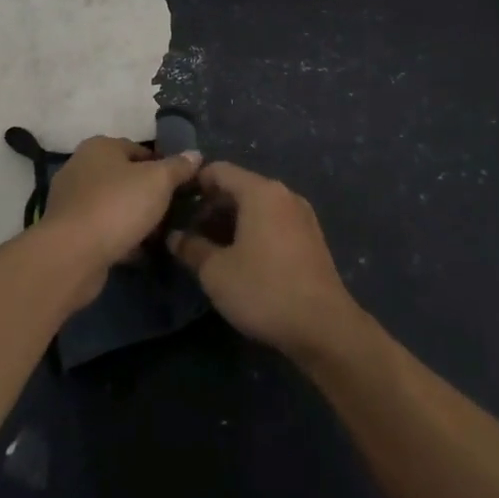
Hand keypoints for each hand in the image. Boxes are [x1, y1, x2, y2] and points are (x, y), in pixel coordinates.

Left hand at [41, 136, 200, 298]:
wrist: (72, 255)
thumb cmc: (118, 206)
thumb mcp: (158, 181)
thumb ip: (178, 167)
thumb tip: (195, 154)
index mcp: (99, 146)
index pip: (140, 150)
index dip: (163, 167)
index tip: (180, 188)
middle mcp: (80, 167)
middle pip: (125, 177)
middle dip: (148, 194)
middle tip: (172, 212)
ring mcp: (70, 200)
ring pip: (114, 204)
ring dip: (134, 217)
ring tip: (158, 234)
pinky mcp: (67, 231)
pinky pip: (102, 228)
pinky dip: (119, 236)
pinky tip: (138, 251)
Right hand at [168, 162, 363, 362]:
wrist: (323, 326)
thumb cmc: (264, 290)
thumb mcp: (216, 272)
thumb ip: (191, 248)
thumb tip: (174, 237)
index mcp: (260, 191)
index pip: (219, 171)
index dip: (194, 184)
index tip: (174, 205)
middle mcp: (283, 194)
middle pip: (239, 187)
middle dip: (211, 207)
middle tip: (190, 234)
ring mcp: (301, 215)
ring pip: (257, 206)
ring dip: (232, 221)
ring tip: (211, 249)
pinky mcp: (311, 237)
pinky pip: (273, 221)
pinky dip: (253, 230)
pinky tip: (241, 258)